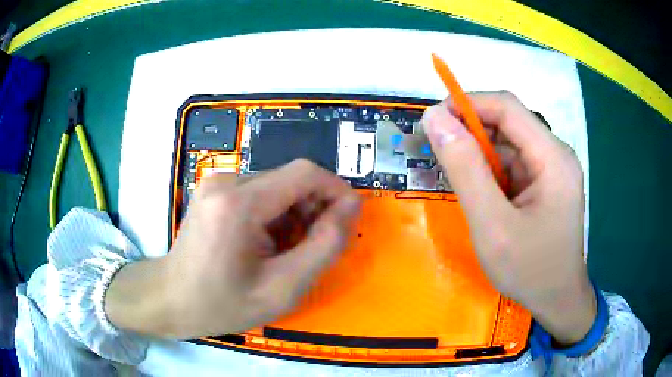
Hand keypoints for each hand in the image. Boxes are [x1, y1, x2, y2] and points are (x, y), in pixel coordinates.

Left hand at [105, 159, 360, 338]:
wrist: (171, 299)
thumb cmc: (222, 303)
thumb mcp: (283, 288)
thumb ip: (324, 246)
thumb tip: (351, 207)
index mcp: (239, 203)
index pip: (305, 173)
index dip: (335, 191)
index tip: (347, 221)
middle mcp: (226, 181)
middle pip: (290, 179)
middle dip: (314, 209)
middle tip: (313, 248)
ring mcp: (217, 182)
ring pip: (277, 186)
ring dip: (294, 215)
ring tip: (286, 252)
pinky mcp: (215, 190)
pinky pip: (260, 192)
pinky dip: (274, 215)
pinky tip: (265, 244)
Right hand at [422, 91, 595, 344]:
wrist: (557, 301)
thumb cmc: (529, 271)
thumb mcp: (492, 225)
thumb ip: (465, 170)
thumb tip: (434, 119)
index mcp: (553, 158)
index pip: (507, 108)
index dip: (467, 104)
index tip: (433, 122)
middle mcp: (556, 154)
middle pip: (509, 123)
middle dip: (471, 132)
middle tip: (439, 154)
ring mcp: (553, 169)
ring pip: (509, 143)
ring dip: (479, 154)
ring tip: (459, 181)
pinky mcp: (546, 182)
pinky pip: (514, 163)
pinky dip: (491, 171)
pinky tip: (481, 194)